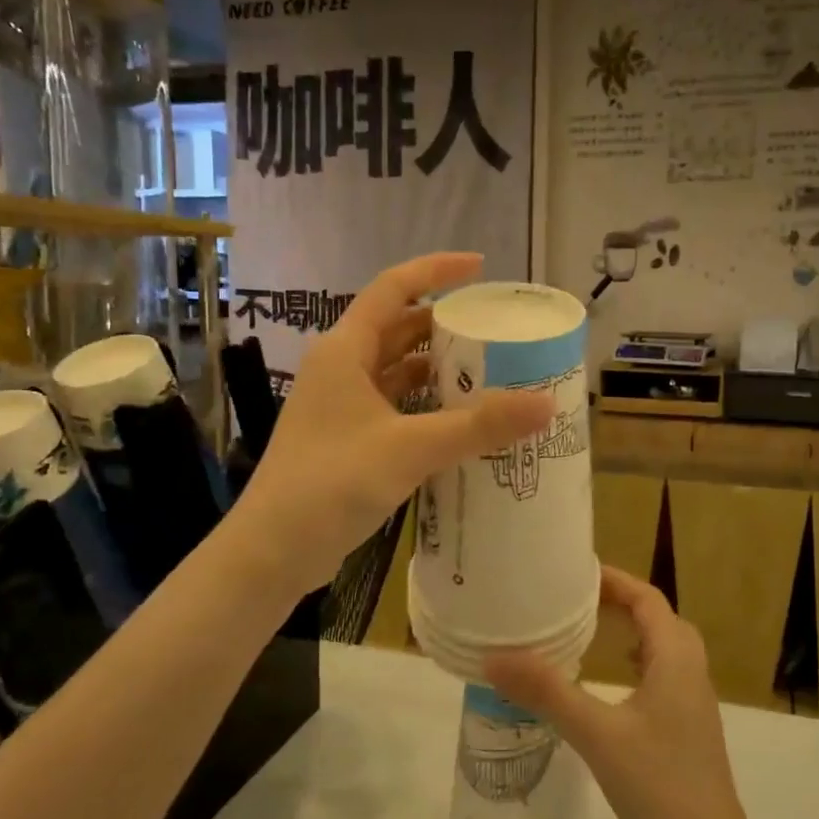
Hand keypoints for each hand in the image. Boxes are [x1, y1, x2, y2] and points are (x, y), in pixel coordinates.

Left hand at [228, 253, 552, 600]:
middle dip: (444, 325)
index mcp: (345, 351)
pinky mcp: (347, 439)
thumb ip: (479, 426)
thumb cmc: (332, 483)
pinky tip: (459, 421)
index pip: (393, 288)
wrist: (273, 551)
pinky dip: (426, 406)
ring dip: (437, 369)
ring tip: (489, 372)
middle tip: (496, 330)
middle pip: (398, 329)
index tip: (480, 267)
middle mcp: (341, 369)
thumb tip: (546, 403)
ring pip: (396, 371)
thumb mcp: (411, 449)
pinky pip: (394, 407)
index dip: (436, 270)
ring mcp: (341, 406)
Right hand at [485, 567, 754, 818]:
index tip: (576, 571)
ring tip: (589, 633)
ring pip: (664, 649)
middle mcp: (691, 671)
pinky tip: (610, 687)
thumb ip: (547, 693)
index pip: (648, 598)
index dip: (615, 580)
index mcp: (676, 659)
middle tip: (576, 600)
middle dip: (621, 602)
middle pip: (659, 619)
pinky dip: (636, 664)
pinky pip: (663, 676)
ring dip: (631, 632)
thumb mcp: (596, 734)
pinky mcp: (688, 729)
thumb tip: (494, 657)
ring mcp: (694, 703)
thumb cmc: (658, 786)